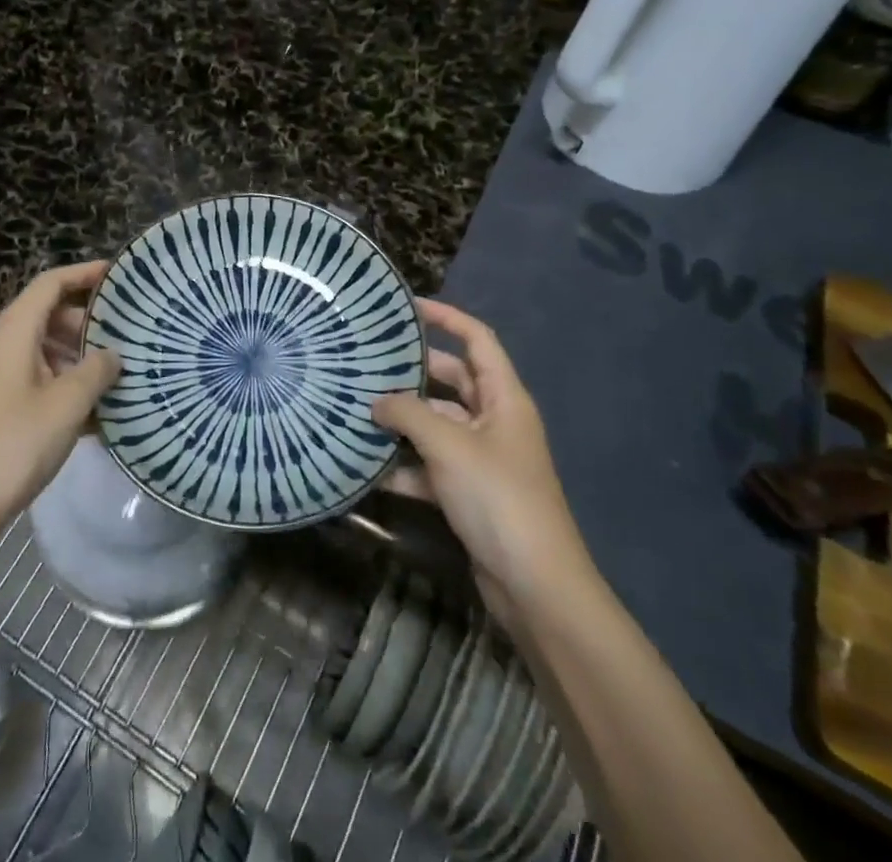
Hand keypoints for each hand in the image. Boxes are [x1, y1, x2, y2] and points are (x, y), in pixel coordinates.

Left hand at [0, 261, 120, 543]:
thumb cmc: (13, 445)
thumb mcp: (67, 405)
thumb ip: (96, 371)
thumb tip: (112, 356)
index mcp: (12, 333)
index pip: (49, 284)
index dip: (83, 274)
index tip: (118, 275)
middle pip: (45, 316)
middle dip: (85, 322)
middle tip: (123, 334)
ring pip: (40, 352)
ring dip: (76, 358)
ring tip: (115, 374)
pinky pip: (32, 382)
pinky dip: (61, 386)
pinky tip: (93, 414)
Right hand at [374, 298, 591, 626]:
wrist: (534, 585)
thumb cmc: (498, 497)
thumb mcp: (449, 445)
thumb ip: (408, 414)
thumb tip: (376, 401)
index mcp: (504, 397)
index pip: (477, 339)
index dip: (446, 317)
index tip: (407, 307)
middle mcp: (495, 420)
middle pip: (452, 380)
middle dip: (413, 371)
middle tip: (368, 360)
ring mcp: (483, 458)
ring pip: (437, 425)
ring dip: (403, 421)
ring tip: (356, 410)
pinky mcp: (470, 492)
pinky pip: (432, 466)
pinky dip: (405, 466)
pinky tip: (368, 469)